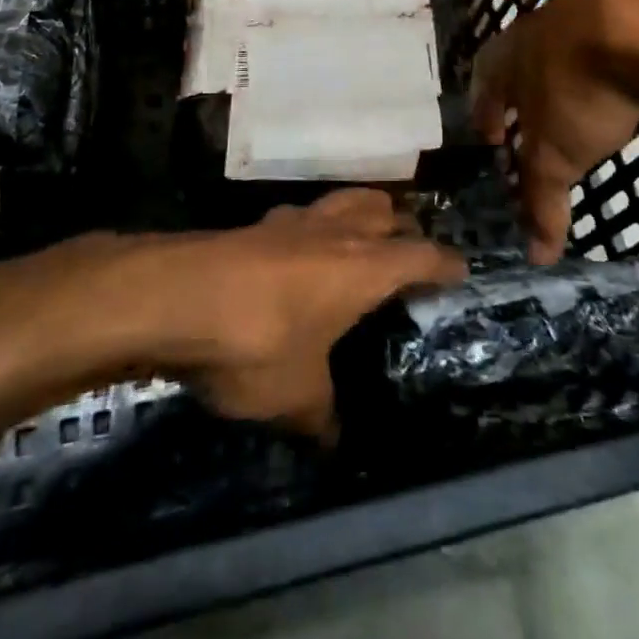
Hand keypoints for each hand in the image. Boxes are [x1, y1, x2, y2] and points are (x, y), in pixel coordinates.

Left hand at [139, 190, 465, 438]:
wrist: (177, 296)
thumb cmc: (257, 343)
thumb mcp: (295, 396)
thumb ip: (320, 414)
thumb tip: (331, 437)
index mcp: (364, 268)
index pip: (421, 256)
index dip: (445, 263)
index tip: (461, 271)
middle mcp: (336, 232)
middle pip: (383, 210)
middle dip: (402, 227)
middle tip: (408, 253)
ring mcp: (293, 221)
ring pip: (342, 202)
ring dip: (359, 215)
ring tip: (359, 241)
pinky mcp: (256, 224)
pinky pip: (300, 217)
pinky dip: (312, 228)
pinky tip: (297, 254)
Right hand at [471, 0, 638, 262]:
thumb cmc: (580, 88)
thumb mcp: (557, 155)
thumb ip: (542, 200)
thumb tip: (536, 256)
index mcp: (509, 55)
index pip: (484, 81)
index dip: (485, 109)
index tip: (491, 134)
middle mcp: (540, 24)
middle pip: (523, 58)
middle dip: (527, 89)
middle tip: (536, 119)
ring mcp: (587, 6)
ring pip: (569, 43)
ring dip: (572, 70)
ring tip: (587, 101)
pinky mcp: (634, 1)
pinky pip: (616, 33)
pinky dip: (618, 55)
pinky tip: (635, 75)